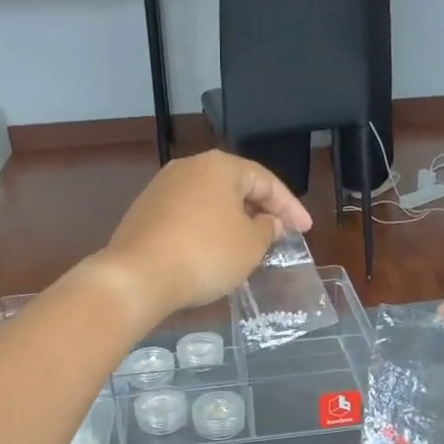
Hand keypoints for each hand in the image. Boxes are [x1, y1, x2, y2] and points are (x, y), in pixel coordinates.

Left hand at [91, 152, 311, 322]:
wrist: (138, 276)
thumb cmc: (205, 255)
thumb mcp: (250, 245)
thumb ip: (268, 229)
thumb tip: (269, 222)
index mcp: (219, 166)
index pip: (266, 180)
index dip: (290, 207)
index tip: (305, 230)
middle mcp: (189, 167)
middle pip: (236, 186)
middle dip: (261, 209)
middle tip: (280, 233)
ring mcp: (162, 188)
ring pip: (210, 200)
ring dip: (233, 220)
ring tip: (250, 243)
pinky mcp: (145, 212)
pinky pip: (188, 215)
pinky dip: (208, 229)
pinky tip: (214, 250)